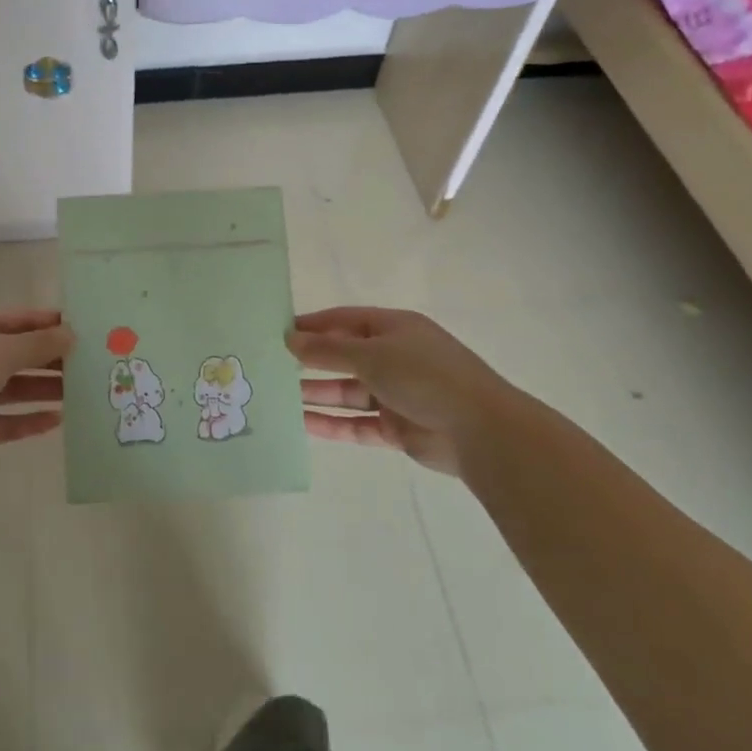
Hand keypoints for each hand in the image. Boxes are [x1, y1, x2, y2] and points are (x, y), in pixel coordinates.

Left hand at [0, 310, 72, 475]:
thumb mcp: (1, 350)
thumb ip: (39, 344)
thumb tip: (71, 333)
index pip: (14, 320)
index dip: (45, 322)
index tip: (79, 328)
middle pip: (16, 356)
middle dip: (50, 359)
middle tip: (88, 363)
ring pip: (13, 390)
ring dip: (44, 390)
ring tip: (80, 392)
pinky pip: (5, 422)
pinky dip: (29, 421)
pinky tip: (58, 421)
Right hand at [288, 307, 514, 475]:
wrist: (480, 430)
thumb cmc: (424, 376)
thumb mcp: (371, 354)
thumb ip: (328, 349)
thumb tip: (290, 339)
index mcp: (394, 329)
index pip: (344, 320)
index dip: (312, 325)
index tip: (277, 332)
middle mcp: (395, 358)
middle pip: (344, 357)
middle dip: (310, 362)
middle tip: (270, 367)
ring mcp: (397, 394)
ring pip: (348, 393)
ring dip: (317, 394)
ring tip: (278, 397)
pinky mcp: (398, 428)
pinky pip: (357, 424)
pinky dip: (332, 424)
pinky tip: (302, 425)